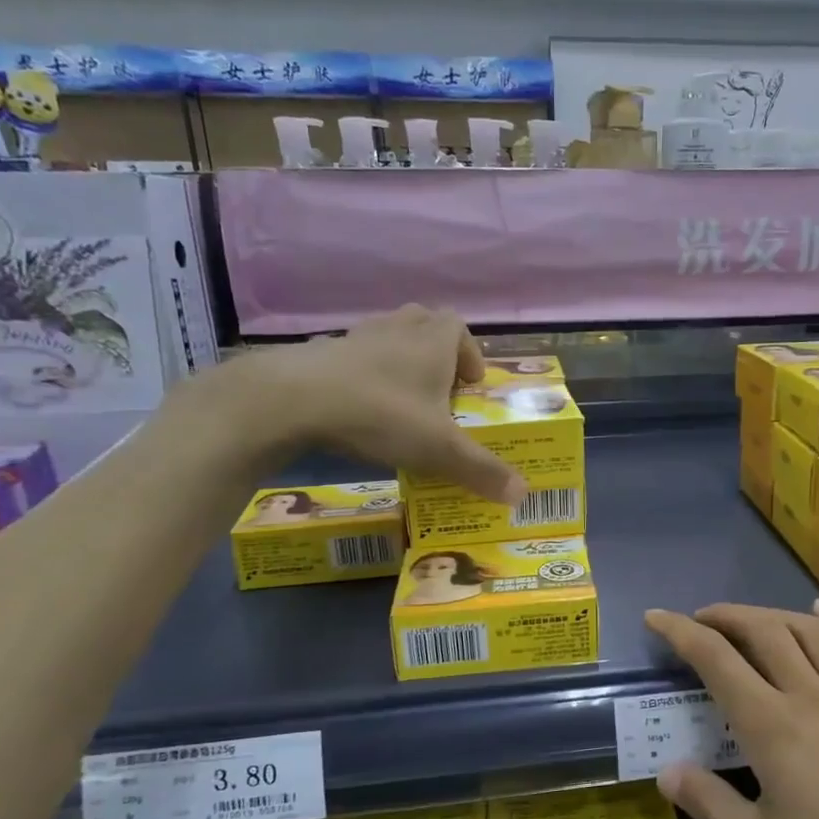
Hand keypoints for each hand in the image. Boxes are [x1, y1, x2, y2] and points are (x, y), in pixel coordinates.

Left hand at [193, 305, 525, 502]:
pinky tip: (357, 407)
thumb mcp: (440, 449)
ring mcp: (355, 337)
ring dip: (399, 360)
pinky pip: (351, 356)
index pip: (459, 327)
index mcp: (432, 341)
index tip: (471, 386)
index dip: (470, 353)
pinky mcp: (320, 352)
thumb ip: (482, 470)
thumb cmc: (382, 414)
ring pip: (387, 336)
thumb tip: (523, 495)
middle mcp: (397, 329)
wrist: (294, 399)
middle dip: (436, 352)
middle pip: (424, 323)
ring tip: (401, 399)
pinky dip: (361, 374)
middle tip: (439, 389)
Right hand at [645, 601, 818, 818]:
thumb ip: (708, 803)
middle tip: (701, 620)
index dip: (681, 632)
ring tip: (751, 619)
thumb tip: (667, 772)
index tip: (656, 617)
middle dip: (726, 615)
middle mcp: (811, 695)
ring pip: (810, 632)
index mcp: (771, 725)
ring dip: (774, 614)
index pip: (716, 659)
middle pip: (764, 631)